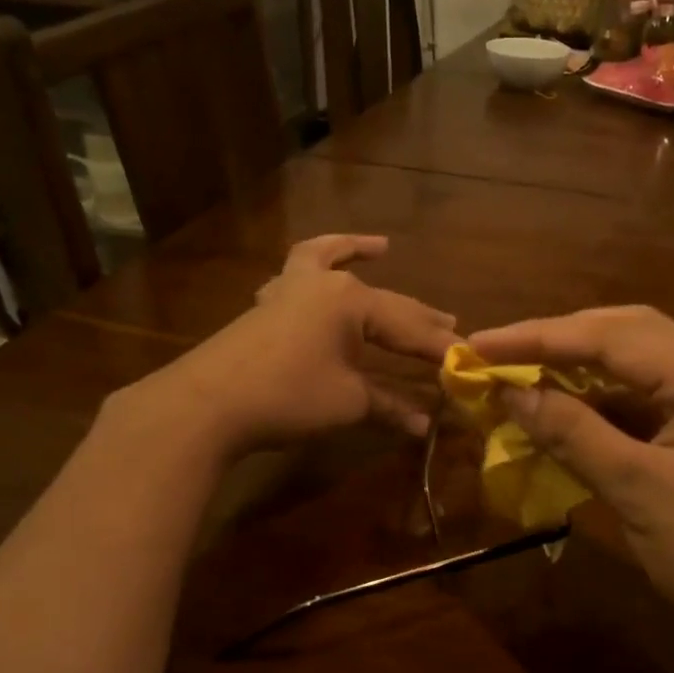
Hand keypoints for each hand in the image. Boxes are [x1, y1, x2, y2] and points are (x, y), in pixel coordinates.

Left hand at [113, 235, 459, 456]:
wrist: (206, 403)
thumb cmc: (288, 396)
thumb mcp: (348, 402)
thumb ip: (389, 406)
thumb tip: (425, 425)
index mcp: (352, 300)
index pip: (409, 326)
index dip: (439, 347)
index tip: (467, 362)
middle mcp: (324, 285)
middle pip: (382, 300)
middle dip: (416, 316)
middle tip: (449, 323)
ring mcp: (290, 290)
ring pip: (330, 262)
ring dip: (355, 255)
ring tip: (380, 246)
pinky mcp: (267, 306)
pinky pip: (295, 274)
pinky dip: (314, 266)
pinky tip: (313, 273)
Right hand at [467, 306, 673, 659]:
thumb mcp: (642, 493)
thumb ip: (575, 434)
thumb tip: (513, 392)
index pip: (610, 336)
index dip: (538, 337)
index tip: (478, 344)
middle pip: (624, 336)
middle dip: (557, 342)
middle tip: (497, 353)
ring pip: (633, 371)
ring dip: (577, 374)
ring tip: (520, 379)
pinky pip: (644, 407)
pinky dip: (599, 409)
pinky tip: (563, 418)